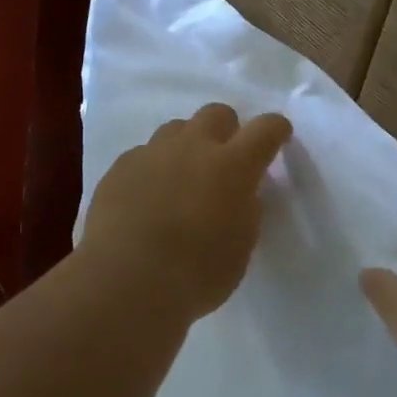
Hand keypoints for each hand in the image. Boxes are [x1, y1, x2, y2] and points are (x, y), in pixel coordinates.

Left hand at [80, 104, 293, 321]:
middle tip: (223, 162)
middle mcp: (193, 147)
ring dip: (187, 147)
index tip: (277, 138)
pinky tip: (147, 199)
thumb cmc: (196, 274)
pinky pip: (144, 155)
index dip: (275, 130)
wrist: (126, 282)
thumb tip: (239, 192)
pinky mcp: (120, 167)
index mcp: (233, 166)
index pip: (266, 128)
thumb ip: (245, 208)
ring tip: (181, 180)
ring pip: (176, 129)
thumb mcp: (241, 245)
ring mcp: (152, 153)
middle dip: (226, 131)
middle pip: (216, 114)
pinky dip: (153, 169)